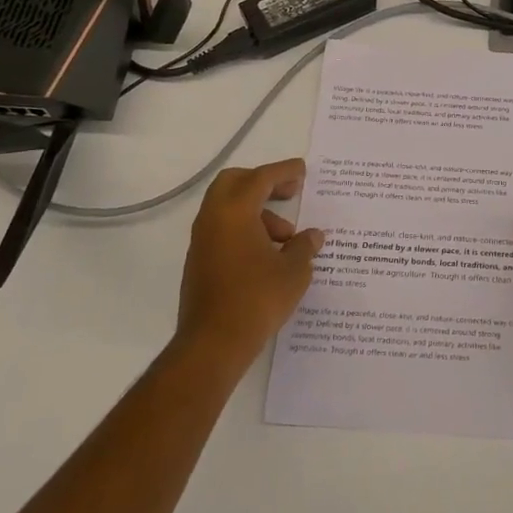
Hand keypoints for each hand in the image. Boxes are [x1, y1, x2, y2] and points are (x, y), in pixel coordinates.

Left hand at [175, 158, 322, 365]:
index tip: (302, 169)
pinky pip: (223, 229)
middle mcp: (213, 219)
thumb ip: (304, 246)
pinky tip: (268, 254)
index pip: (261, 178)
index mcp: (235, 212)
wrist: (213, 343)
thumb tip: (313, 236)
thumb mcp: (294, 271)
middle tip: (290, 192)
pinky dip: (245, 229)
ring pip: (228, 208)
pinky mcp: (199, 261)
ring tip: (287, 238)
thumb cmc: (258, 298)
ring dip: (258, 212)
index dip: (284, 171)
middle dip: (263, 182)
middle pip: (235, 183)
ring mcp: (202, 241)